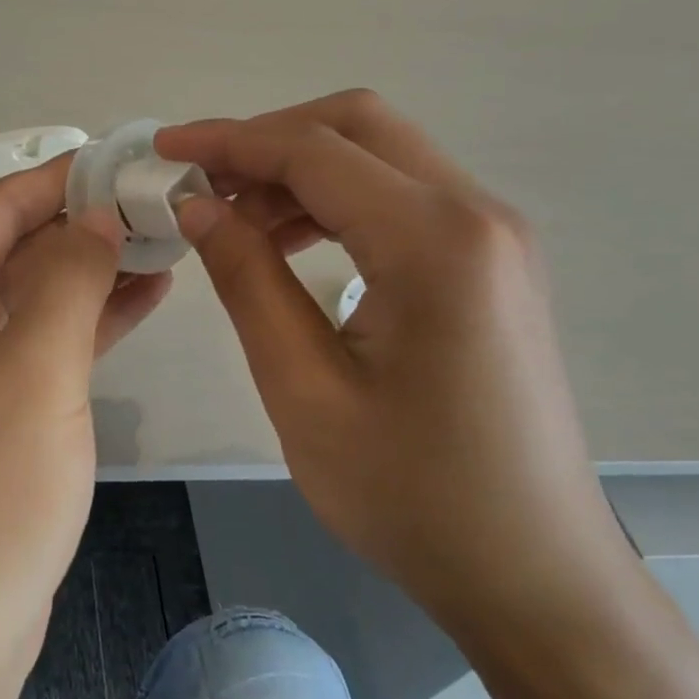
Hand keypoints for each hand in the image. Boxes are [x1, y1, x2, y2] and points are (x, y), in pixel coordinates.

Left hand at [0, 156, 170, 663]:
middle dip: (86, 221)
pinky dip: (86, 316)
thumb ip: (69, 276)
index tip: (130, 158)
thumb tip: (96, 212)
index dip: (65, 176)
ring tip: (166, 241)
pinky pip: (39, 337)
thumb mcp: (37, 368)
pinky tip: (142, 297)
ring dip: (93, 267)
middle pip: (15, 243)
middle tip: (163, 202)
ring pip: (33, 290)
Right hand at [156, 91, 631, 642]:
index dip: (229, 140)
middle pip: (357, 125)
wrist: (532, 573)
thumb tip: (198, 205)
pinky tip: (290, 242)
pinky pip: (402, 196)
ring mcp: (494, 235)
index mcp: (435, 242)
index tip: (165, 146)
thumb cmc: (411, 496)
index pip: (313, 151)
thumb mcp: (303, 389)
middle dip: (268, 139)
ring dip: (301, 168)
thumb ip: (246, 280)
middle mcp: (478, 214)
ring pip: (381, 154)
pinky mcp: (491, 261)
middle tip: (202, 181)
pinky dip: (336, 199)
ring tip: (235, 218)